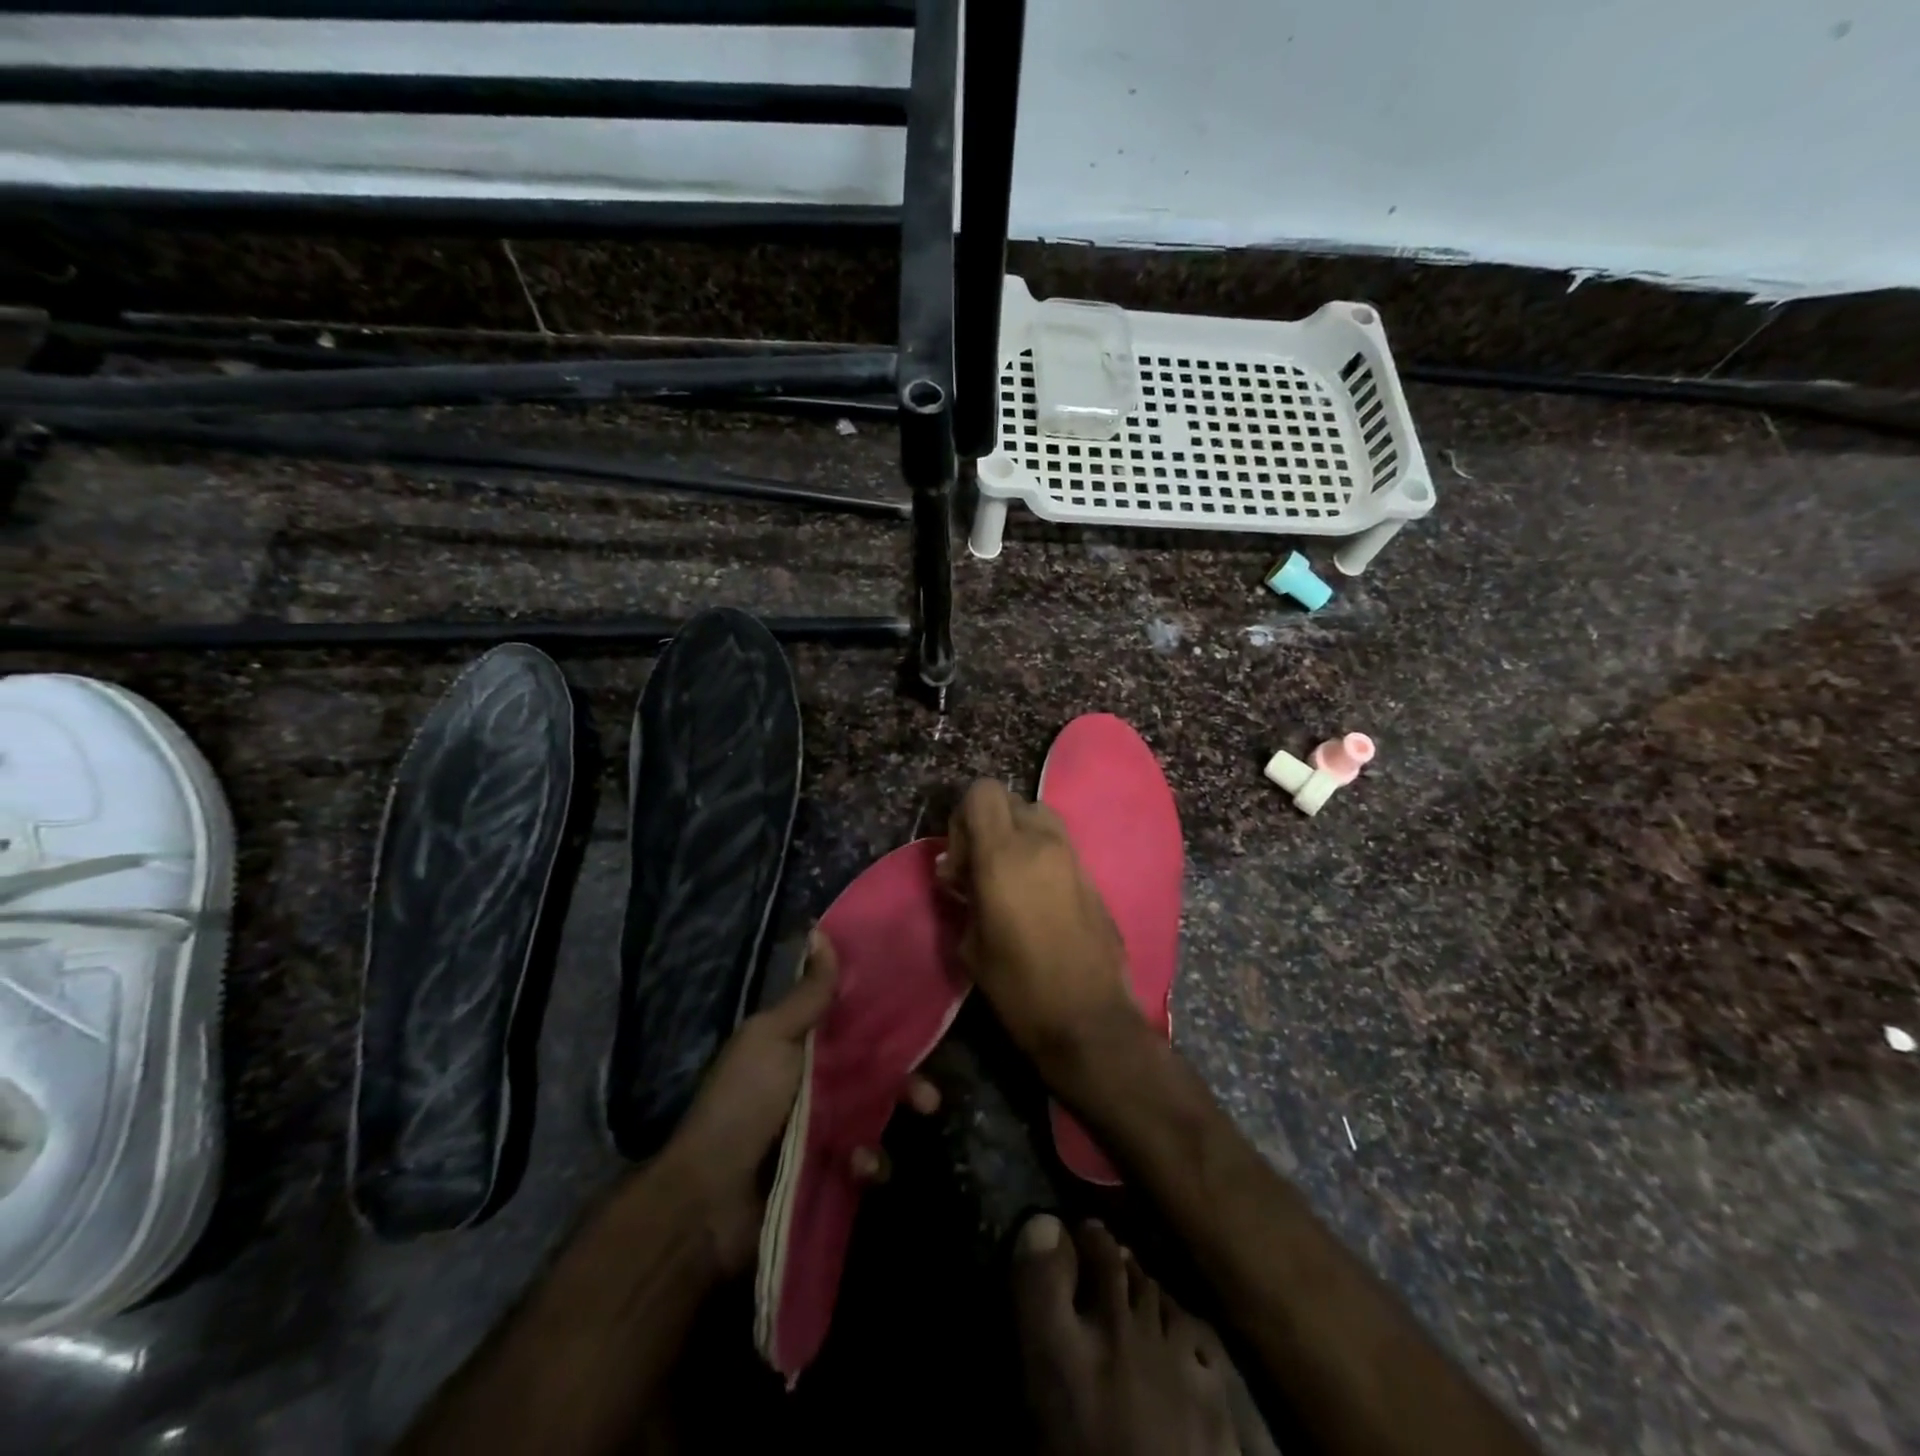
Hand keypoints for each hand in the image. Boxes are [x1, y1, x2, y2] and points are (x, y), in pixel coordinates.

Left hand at [663, 931, 938, 1276]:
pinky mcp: (830, 1172)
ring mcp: (825, 1130)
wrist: (709, 1199)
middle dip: (908, 1076)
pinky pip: (868, 1161)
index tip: (922, 1008)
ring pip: (880, 1112)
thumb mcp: (772, 1038)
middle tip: (929, 1090)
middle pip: (876, 1070)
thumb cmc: (742, 1103)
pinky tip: (859, 1165)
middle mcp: (817, 1084)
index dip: (886, 1016)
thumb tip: (821, 931)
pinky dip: (871, 1162)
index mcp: (802, 1046)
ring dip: (900, 1113)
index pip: (854, 1023)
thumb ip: (808, 994)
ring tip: (919, 1116)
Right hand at [937, 780, 1137, 1066]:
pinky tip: (1035, 897)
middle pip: (1010, 799)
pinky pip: (1059, 844)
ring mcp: (1073, 856)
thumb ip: (962, 895)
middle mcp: (1042, 843)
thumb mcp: (971, 944)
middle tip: (980, 869)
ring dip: (1018, 835)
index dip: (963, 817)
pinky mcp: (1092, 875)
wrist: (1088, 1019)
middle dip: (989, 825)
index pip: (982, 792)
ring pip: (1039, 816)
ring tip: (1008, 879)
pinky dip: (1041, 854)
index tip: (960, 860)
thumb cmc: (1019, 986)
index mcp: (1004, 855)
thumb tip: (958, 874)